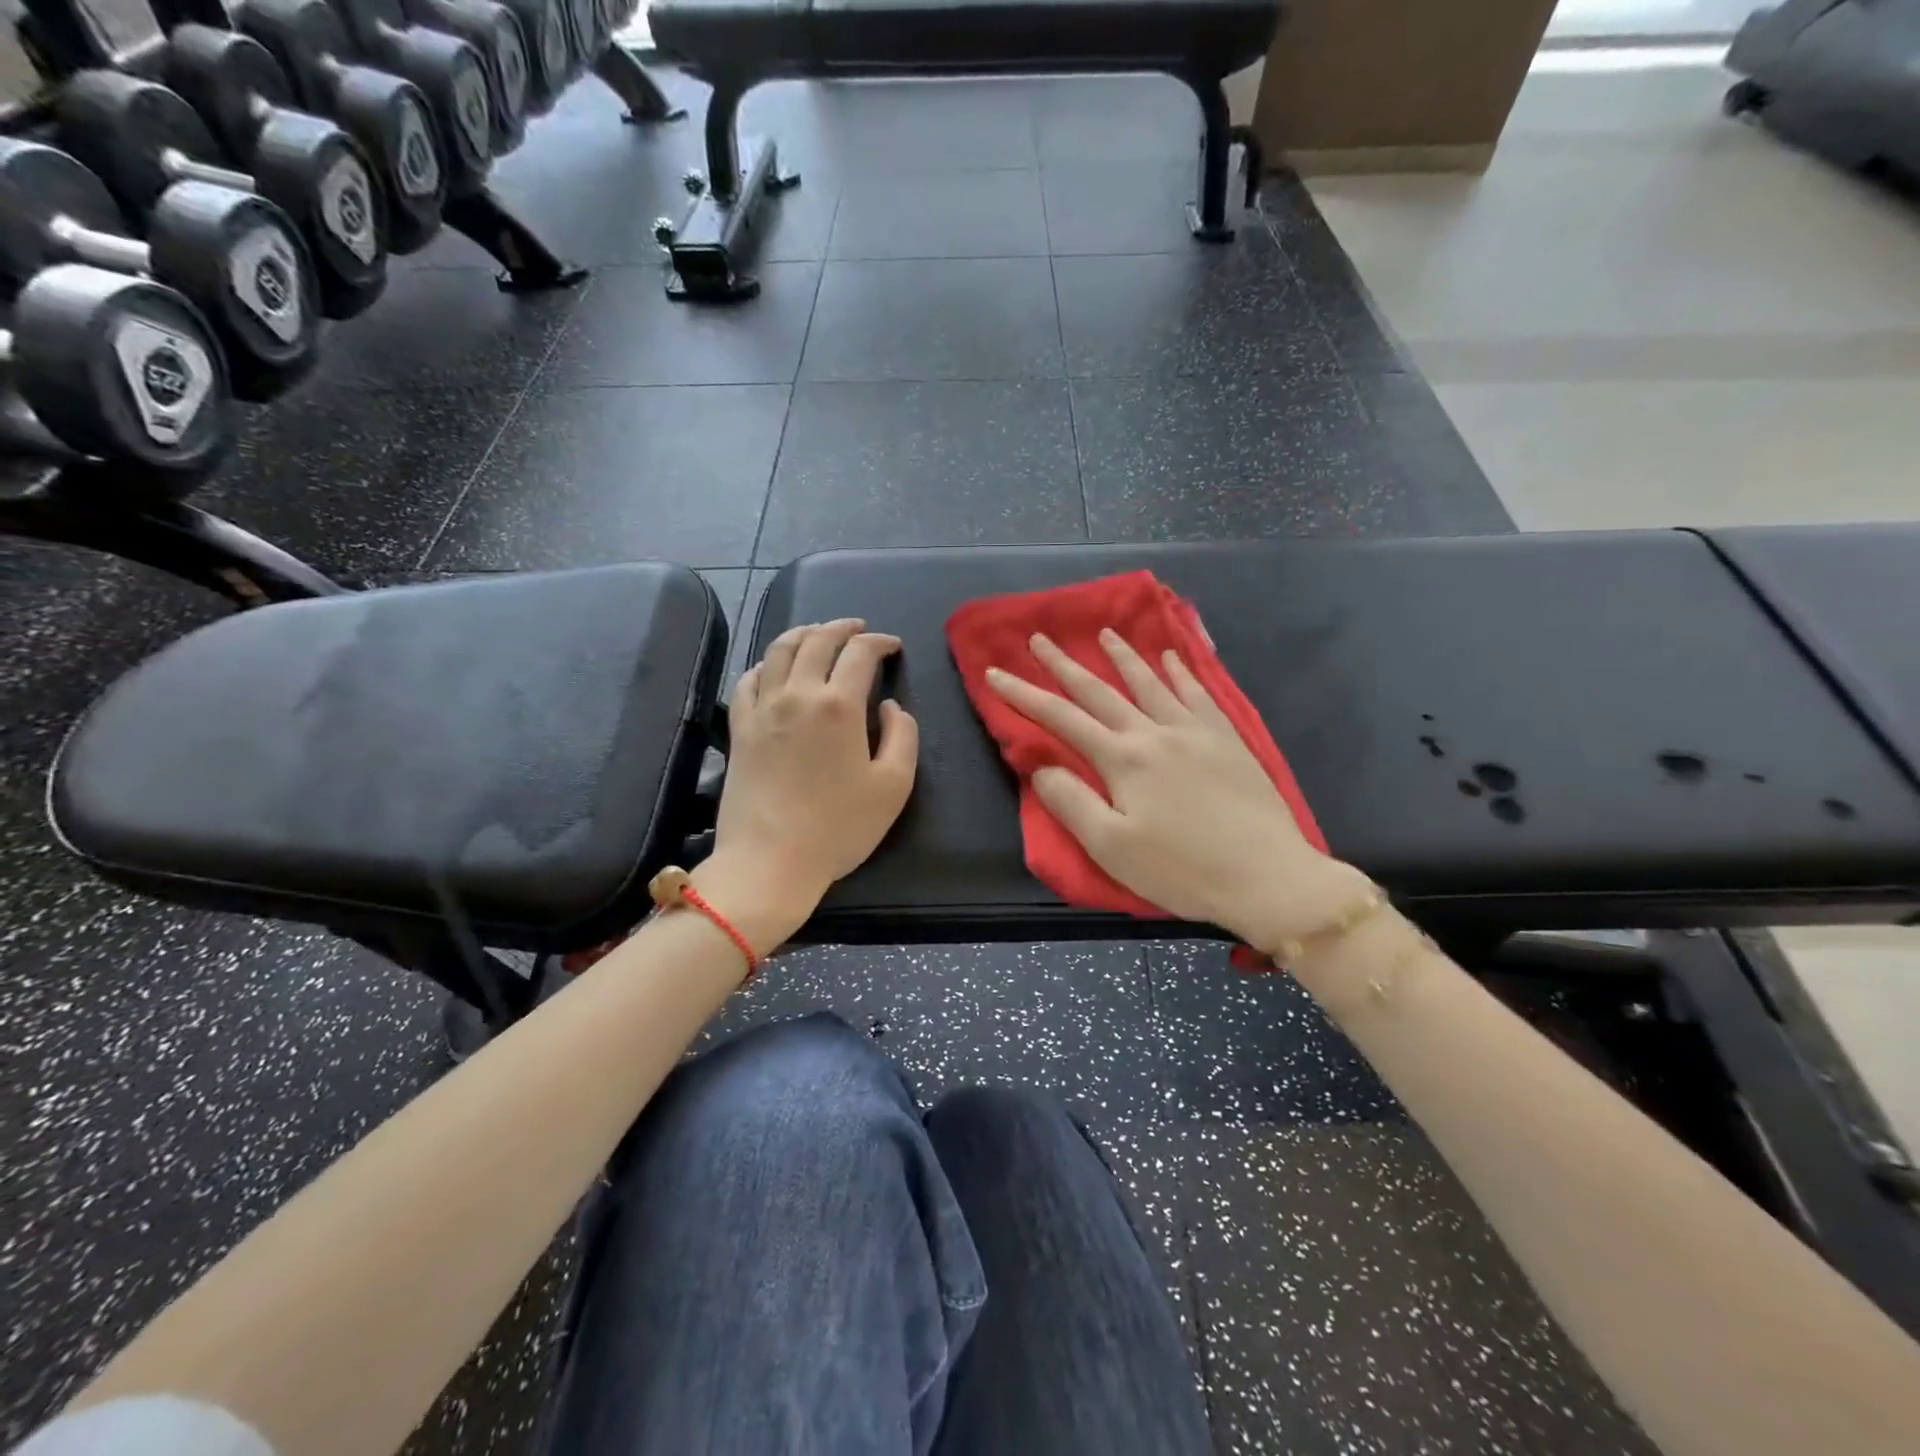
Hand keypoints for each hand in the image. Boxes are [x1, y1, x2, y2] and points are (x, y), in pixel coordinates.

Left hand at [705, 619, 918, 946]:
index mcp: (839, 705)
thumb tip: (889, 706)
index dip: (880, 642)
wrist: (770, 861)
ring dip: (803, 634)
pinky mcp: (739, 728)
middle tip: (858, 628)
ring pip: (779, 651)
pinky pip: (749, 679)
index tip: (892, 646)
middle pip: (817, 640)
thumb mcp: (894, 786)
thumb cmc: (839, 828)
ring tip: (818, 633)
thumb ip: (903, 736)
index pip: (860, 653)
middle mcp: (798, 694)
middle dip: (842, 627)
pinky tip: (775, 669)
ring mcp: (762, 709)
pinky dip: (767, 663)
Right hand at [986, 630, 1370, 950]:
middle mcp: (1154, 733)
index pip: (1061, 718)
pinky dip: (1180, 672)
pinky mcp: (1227, 740)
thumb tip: (1039, 766)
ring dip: (1123, 657)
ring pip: (1150, 683)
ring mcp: (1195, 732)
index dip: (1023, 695)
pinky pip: (1198, 694)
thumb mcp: (1112, 848)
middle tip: (1040, 638)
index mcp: (1122, 759)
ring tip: (1105, 634)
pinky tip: (1172, 658)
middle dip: (1065, 665)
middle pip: (1100, 691)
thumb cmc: (1182, 869)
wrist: (1267, 876)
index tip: (995, 672)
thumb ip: (1071, 802)